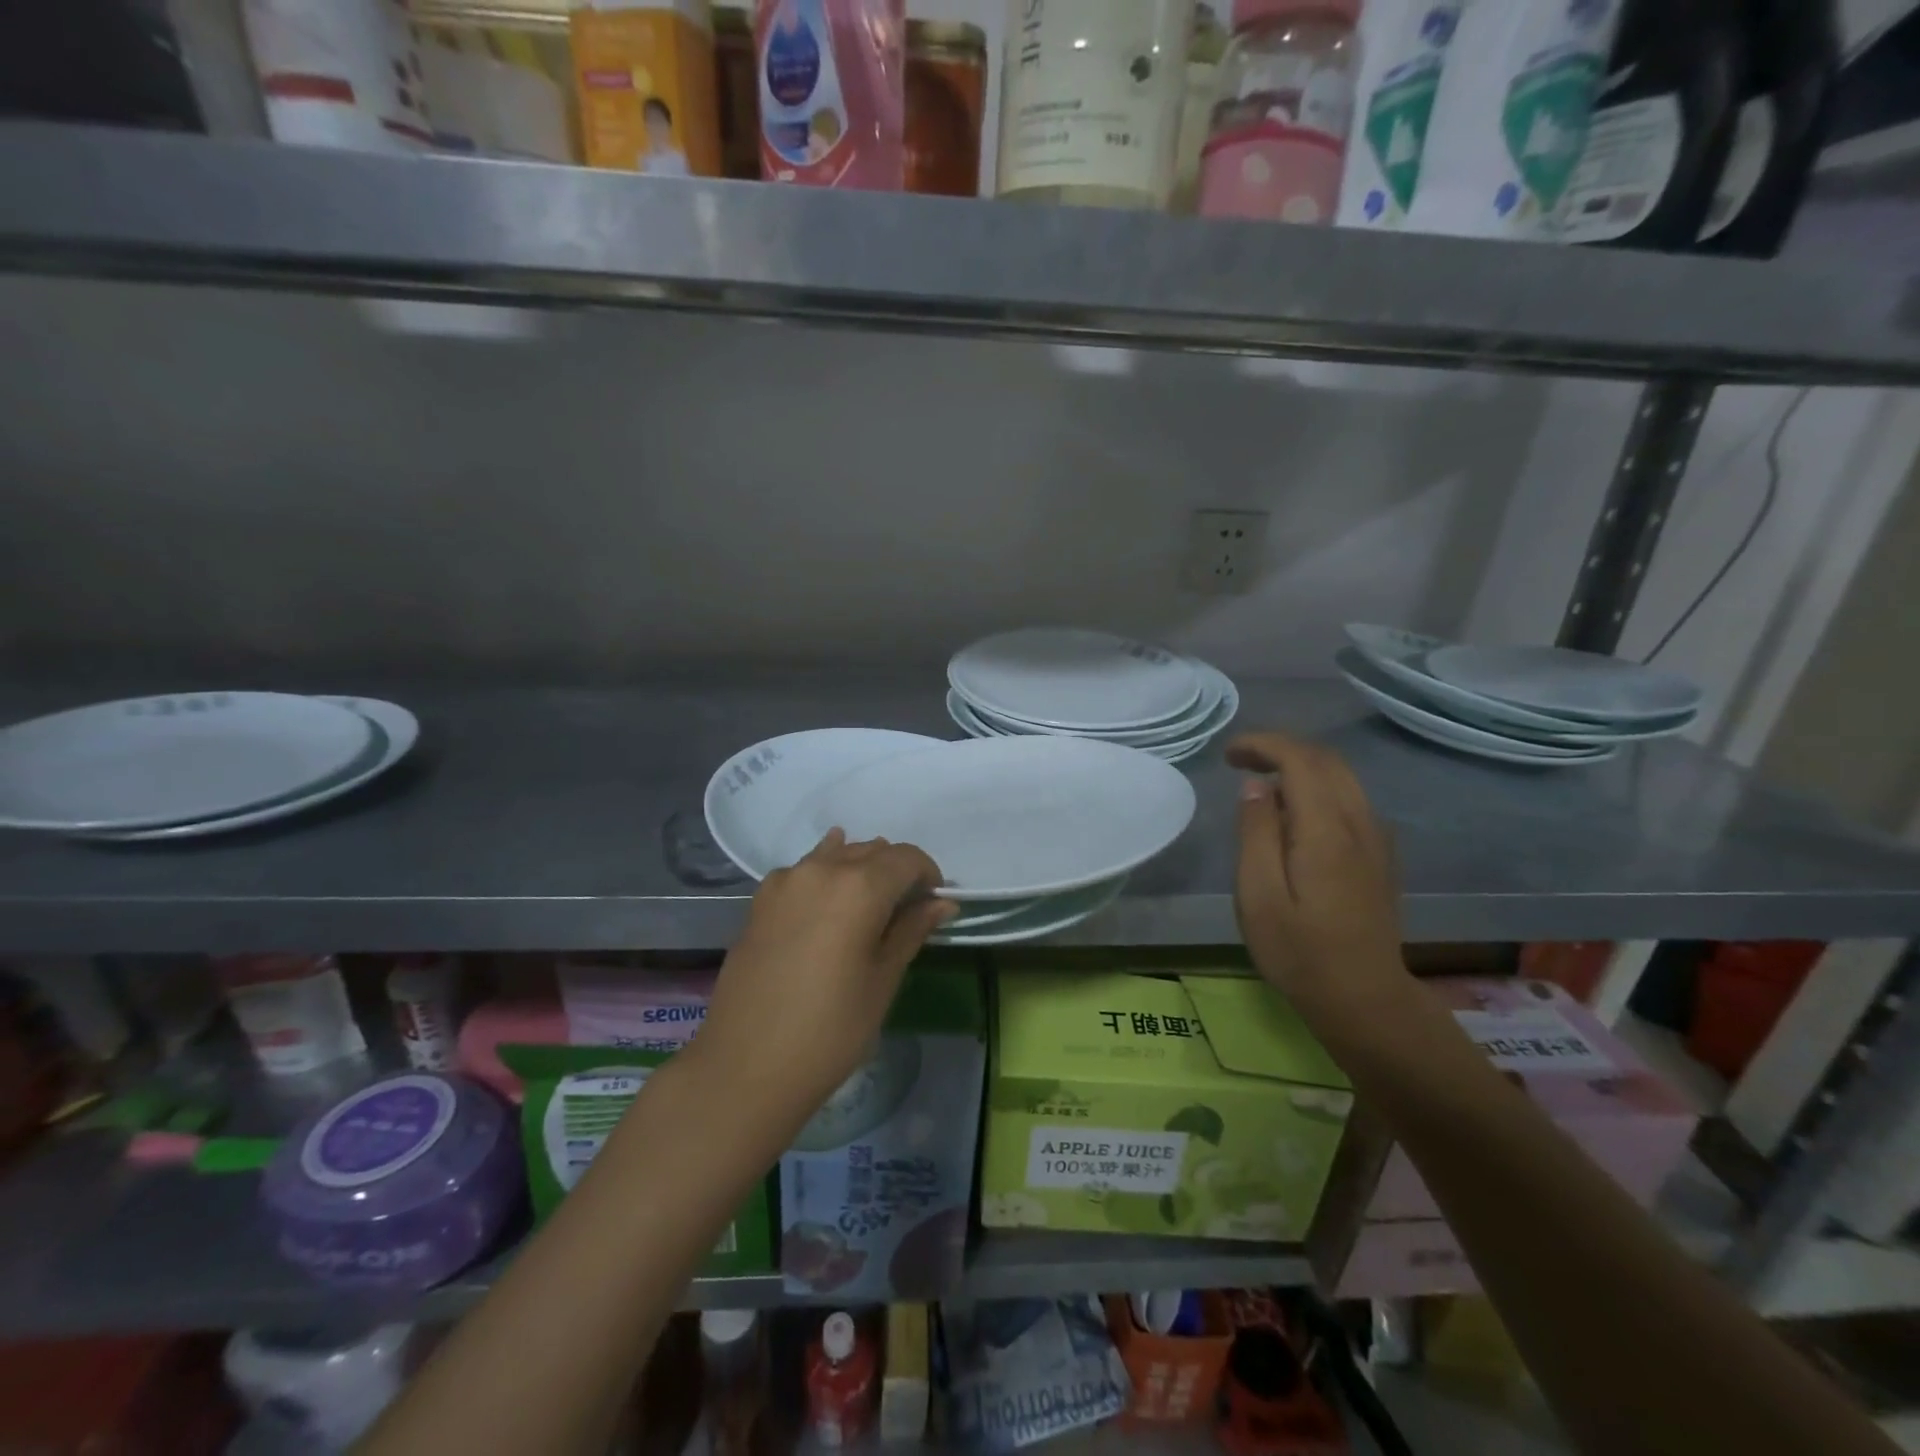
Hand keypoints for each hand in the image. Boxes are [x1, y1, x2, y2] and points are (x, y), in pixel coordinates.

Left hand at [695, 830, 954, 1117]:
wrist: (746, 1066)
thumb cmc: (830, 1030)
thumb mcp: (883, 980)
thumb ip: (912, 930)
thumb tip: (942, 902)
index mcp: (860, 886)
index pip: (907, 858)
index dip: (928, 875)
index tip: (933, 904)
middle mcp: (822, 869)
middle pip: (872, 851)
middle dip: (895, 872)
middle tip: (905, 911)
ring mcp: (786, 880)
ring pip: (836, 855)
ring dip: (860, 869)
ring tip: (868, 907)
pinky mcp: (760, 899)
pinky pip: (804, 870)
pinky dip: (826, 874)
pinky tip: (829, 897)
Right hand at [1228, 733, 1406, 1015]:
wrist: (1365, 999)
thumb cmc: (1299, 952)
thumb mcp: (1258, 896)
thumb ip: (1256, 834)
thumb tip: (1257, 786)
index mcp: (1326, 830)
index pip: (1300, 760)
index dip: (1263, 745)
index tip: (1229, 754)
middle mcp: (1359, 823)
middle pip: (1326, 760)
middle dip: (1281, 749)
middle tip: (1240, 762)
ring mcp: (1376, 839)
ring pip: (1343, 777)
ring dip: (1301, 766)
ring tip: (1263, 784)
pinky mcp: (1380, 856)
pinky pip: (1352, 799)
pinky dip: (1320, 787)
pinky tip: (1296, 814)